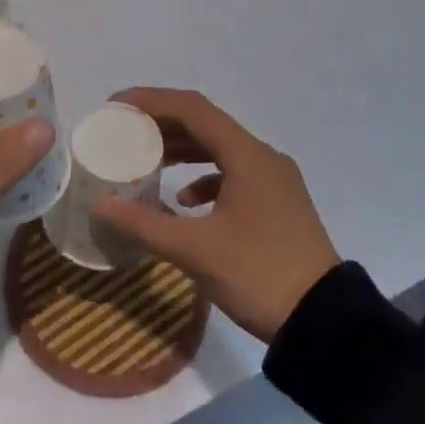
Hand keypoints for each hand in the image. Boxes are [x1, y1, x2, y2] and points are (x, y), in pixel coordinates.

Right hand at [94, 88, 339, 342]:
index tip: (116, 107)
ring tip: (147, 162)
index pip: (192, 108)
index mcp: (247, 156)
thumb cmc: (258, 274)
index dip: (151, 101)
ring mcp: (275, 181)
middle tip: (124, 132)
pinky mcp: (278, 204)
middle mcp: (263, 158)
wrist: (324, 322)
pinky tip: (184, 202)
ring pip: (220, 149)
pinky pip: (234, 174)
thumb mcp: (194, 250)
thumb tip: (100, 205)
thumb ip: (144, 224)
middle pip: (205, 124)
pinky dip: (204, 179)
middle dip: (162, 125)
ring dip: (182, 151)